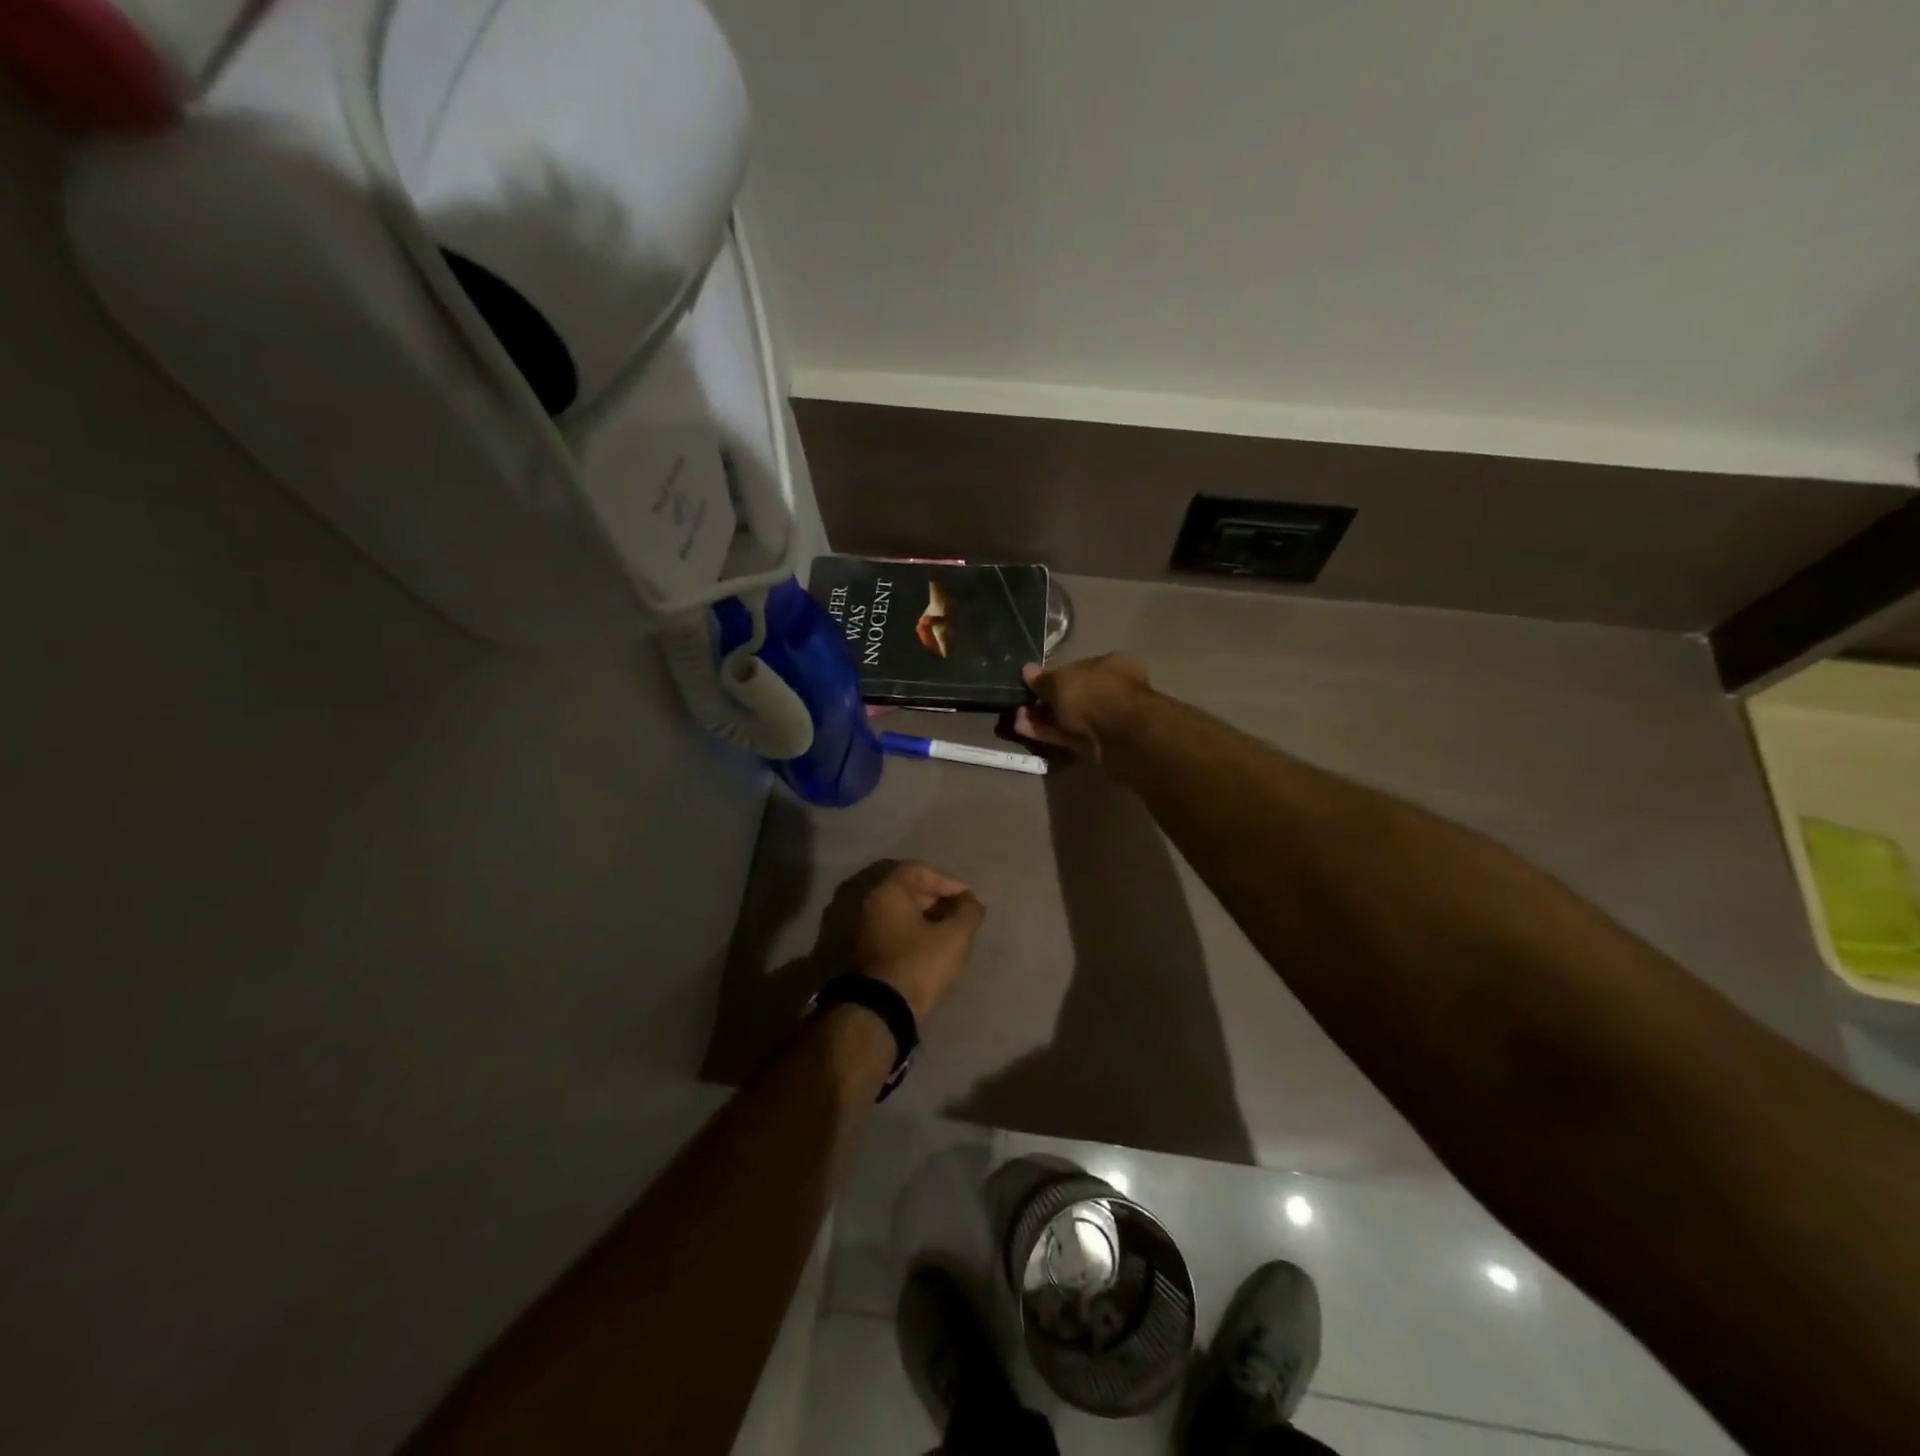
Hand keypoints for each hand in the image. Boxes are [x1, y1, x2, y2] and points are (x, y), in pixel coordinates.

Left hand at [852, 861, 986, 1023]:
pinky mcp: (866, 953)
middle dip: (939, 899)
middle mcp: (870, 904)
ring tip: (953, 935)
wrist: (880, 1012)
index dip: (947, 880)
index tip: (967, 899)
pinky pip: (895, 931)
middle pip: (909, 889)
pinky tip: (934, 950)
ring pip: (902, 912)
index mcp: (888, 891)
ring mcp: (864, 929)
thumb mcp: (954, 937)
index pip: (919, 869)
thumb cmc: (918, 964)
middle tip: (962, 917)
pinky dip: (915, 933)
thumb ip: (968, 912)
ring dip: (929, 918)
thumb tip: (972, 901)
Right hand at [1014, 654, 1153, 759]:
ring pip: (1070, 717)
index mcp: (1110, 664)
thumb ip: (1043, 679)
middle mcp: (1112, 689)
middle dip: (1046, 701)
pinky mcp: (1101, 744)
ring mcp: (1108, 718)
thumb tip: (1027, 671)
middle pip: (1074, 695)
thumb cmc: (1094, 693)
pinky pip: (1070, 735)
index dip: (1054, 676)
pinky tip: (1025, 730)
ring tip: (1017, 719)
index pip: (1078, 668)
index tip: (1033, 685)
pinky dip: (1049, 733)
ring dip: (1044, 718)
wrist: (1122, 735)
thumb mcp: (1061, 681)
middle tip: (1021, 705)